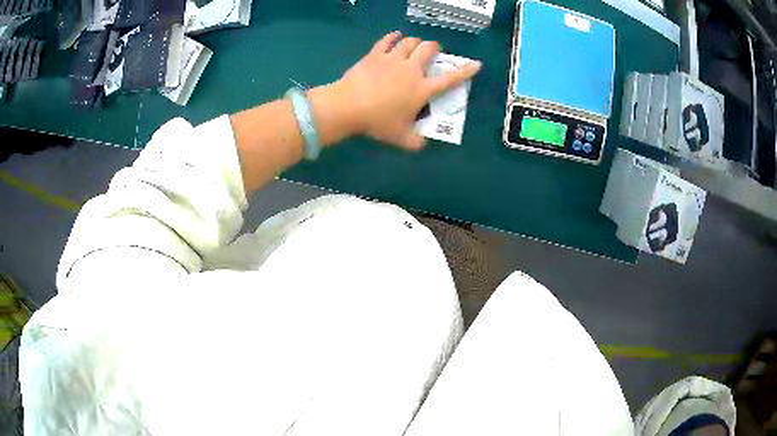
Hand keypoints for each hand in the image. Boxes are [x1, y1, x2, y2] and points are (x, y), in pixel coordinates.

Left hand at [333, 31, 481, 149]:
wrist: (349, 106)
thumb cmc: (378, 122)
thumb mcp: (401, 138)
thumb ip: (416, 142)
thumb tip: (423, 145)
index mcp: (422, 89)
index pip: (450, 79)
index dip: (465, 71)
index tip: (476, 64)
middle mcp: (411, 70)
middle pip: (428, 49)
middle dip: (435, 47)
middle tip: (434, 50)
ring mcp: (393, 59)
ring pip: (410, 42)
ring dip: (416, 41)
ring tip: (415, 44)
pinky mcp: (375, 55)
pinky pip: (386, 41)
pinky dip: (393, 36)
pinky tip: (395, 35)